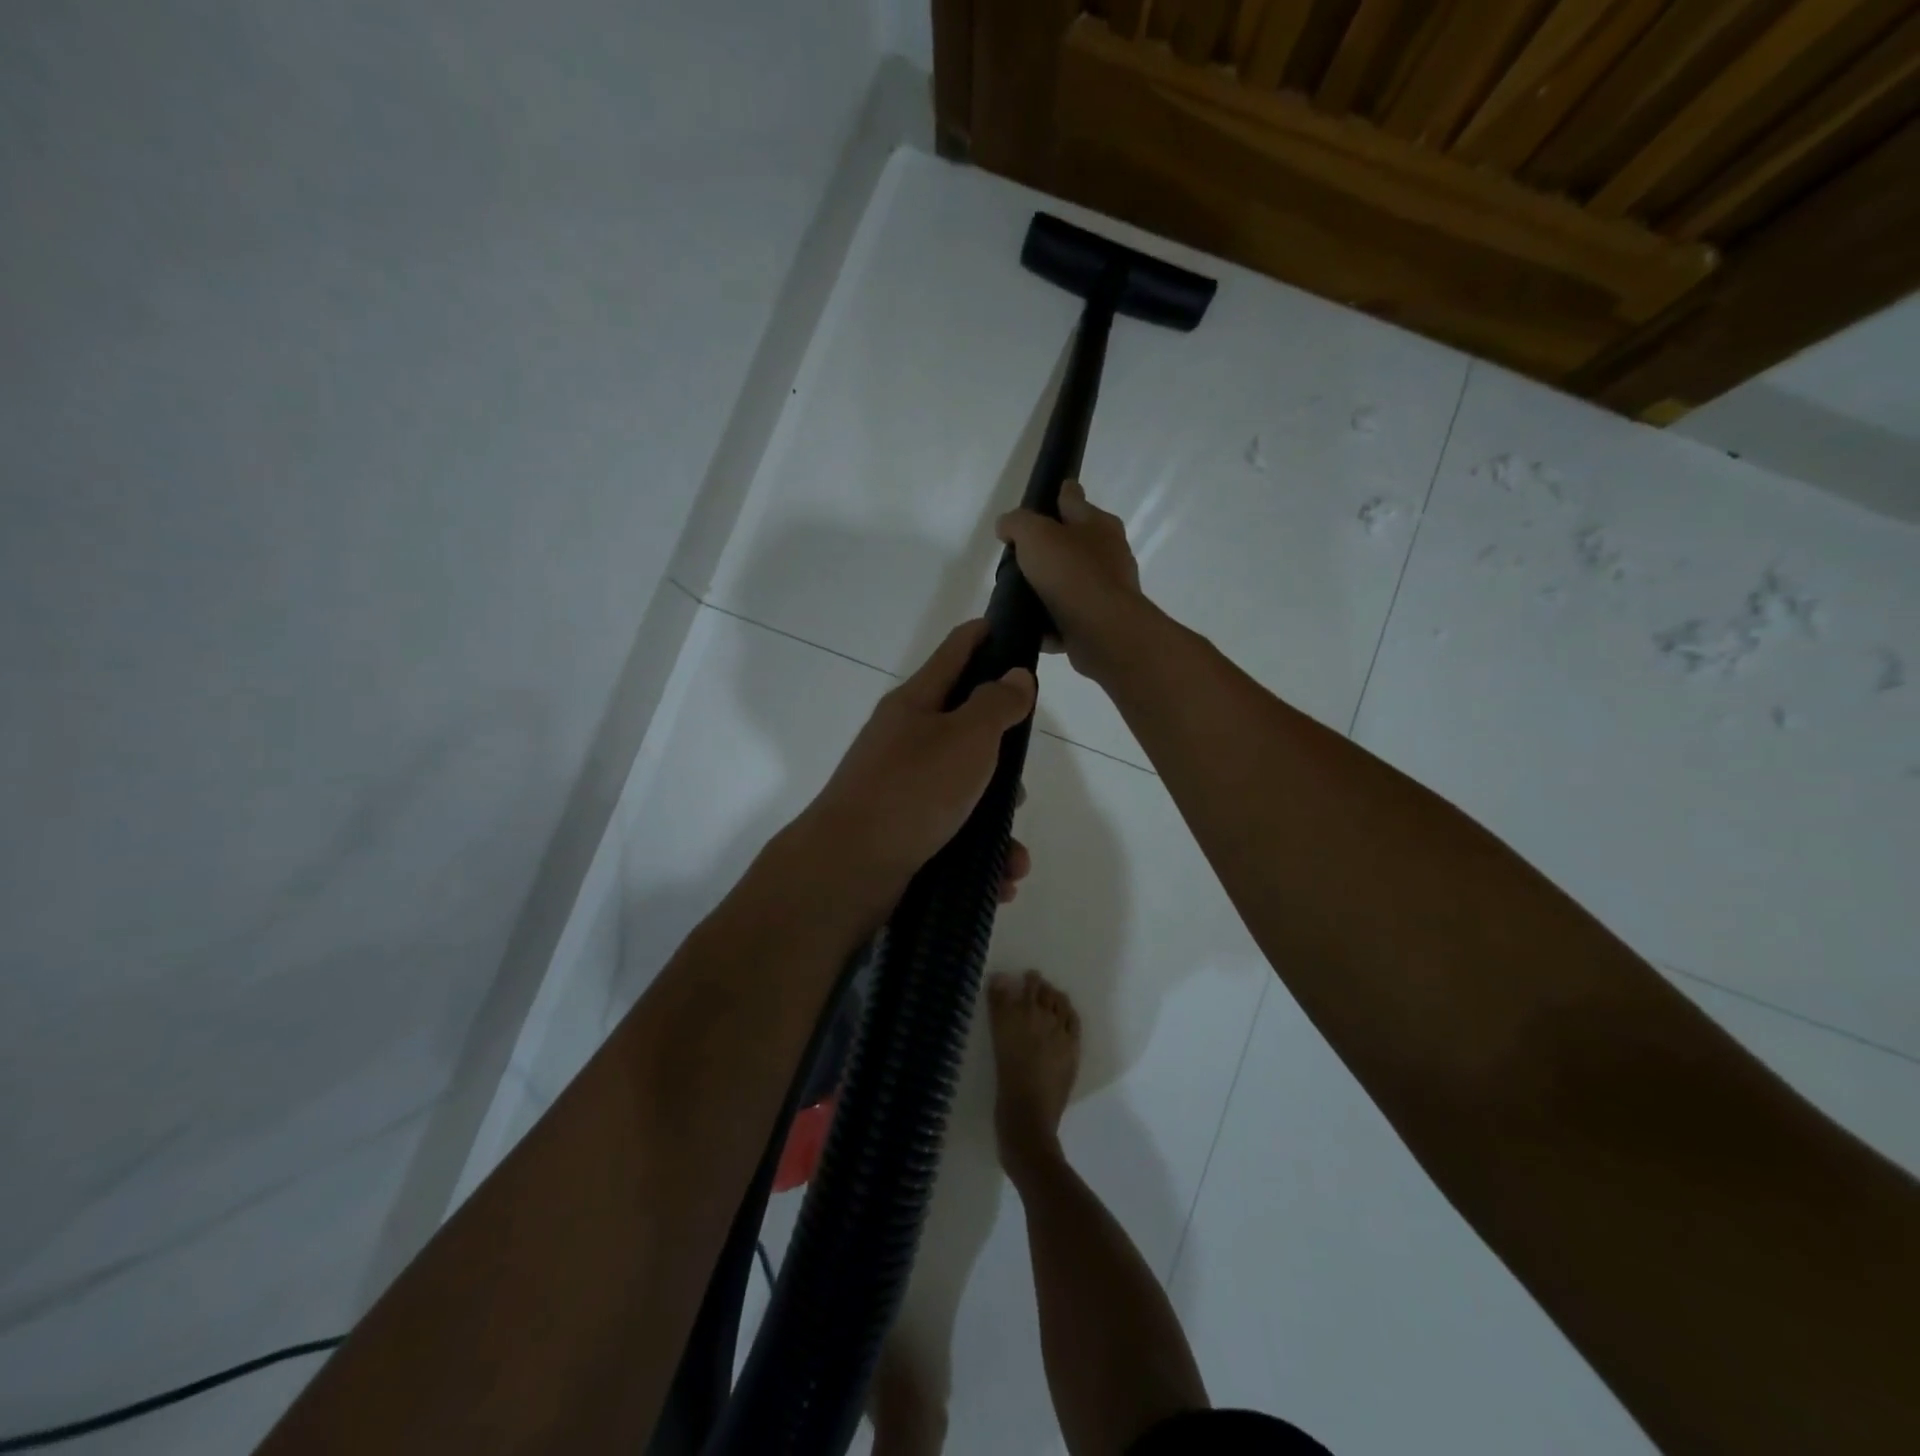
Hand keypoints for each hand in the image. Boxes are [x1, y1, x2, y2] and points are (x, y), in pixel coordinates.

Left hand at [804, 619, 1036, 897]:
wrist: (847, 868)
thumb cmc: (912, 790)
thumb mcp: (966, 738)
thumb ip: (996, 704)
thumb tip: (1016, 676)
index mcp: (915, 704)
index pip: (954, 652)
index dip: (983, 636)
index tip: (1009, 628)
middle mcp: (905, 741)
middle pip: (964, 730)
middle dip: (1002, 756)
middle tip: (1021, 782)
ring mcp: (901, 789)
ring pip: (964, 792)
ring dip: (996, 820)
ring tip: (1014, 853)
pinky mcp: (903, 832)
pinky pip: (954, 834)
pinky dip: (979, 854)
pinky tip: (1001, 879)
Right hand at [995, 479, 1149, 683]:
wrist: (1102, 630)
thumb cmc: (1070, 573)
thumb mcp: (1035, 535)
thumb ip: (1017, 524)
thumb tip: (1006, 527)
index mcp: (1097, 523)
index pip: (1073, 498)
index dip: (1056, 495)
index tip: (1041, 501)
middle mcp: (1109, 552)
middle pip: (1074, 543)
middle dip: (1051, 548)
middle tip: (1020, 557)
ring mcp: (1107, 589)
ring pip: (1072, 582)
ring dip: (1051, 588)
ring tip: (1021, 596)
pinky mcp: (1101, 622)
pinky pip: (1070, 618)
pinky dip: (1053, 623)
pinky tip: (1033, 628)